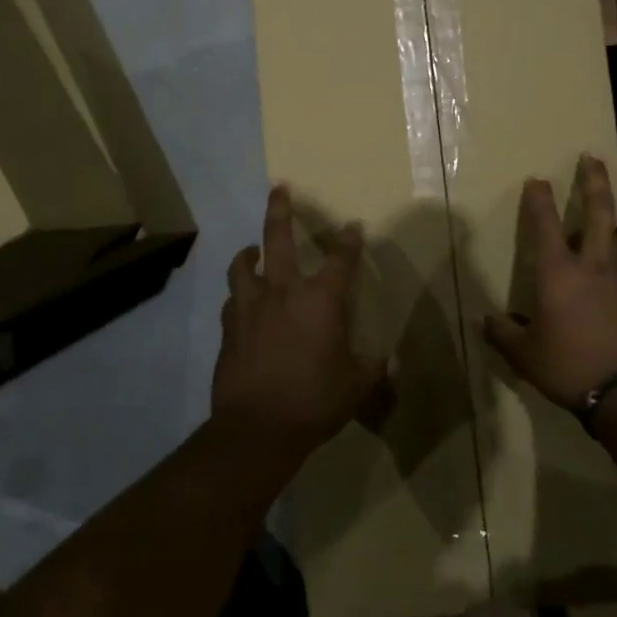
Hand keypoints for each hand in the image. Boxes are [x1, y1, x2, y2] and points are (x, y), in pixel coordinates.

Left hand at [213, 186, 388, 454]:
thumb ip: (372, 368)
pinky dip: (240, 295)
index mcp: (321, 300)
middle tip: (278, 188)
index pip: (340, 259)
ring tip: (252, 250)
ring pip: (243, 265)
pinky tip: (243, 303)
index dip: (349, 240)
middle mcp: (283, 292)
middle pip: (278, 238)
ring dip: (249, 253)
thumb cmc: (315, 401)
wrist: (258, 427)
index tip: (352, 227)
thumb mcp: (357, 386)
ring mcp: (251, 307)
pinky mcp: (229, 327)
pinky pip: (233, 301)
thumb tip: (387, 361)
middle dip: (280, 210)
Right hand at [483, 155, 616, 410]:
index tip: (536, 179)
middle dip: (595, 182)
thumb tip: (484, 321)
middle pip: (599, 214)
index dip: (538, 200)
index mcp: (559, 274)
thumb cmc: (567, 368)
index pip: (544, 226)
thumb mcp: (523, 355)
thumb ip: (503, 334)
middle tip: (593, 159)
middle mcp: (597, 267)